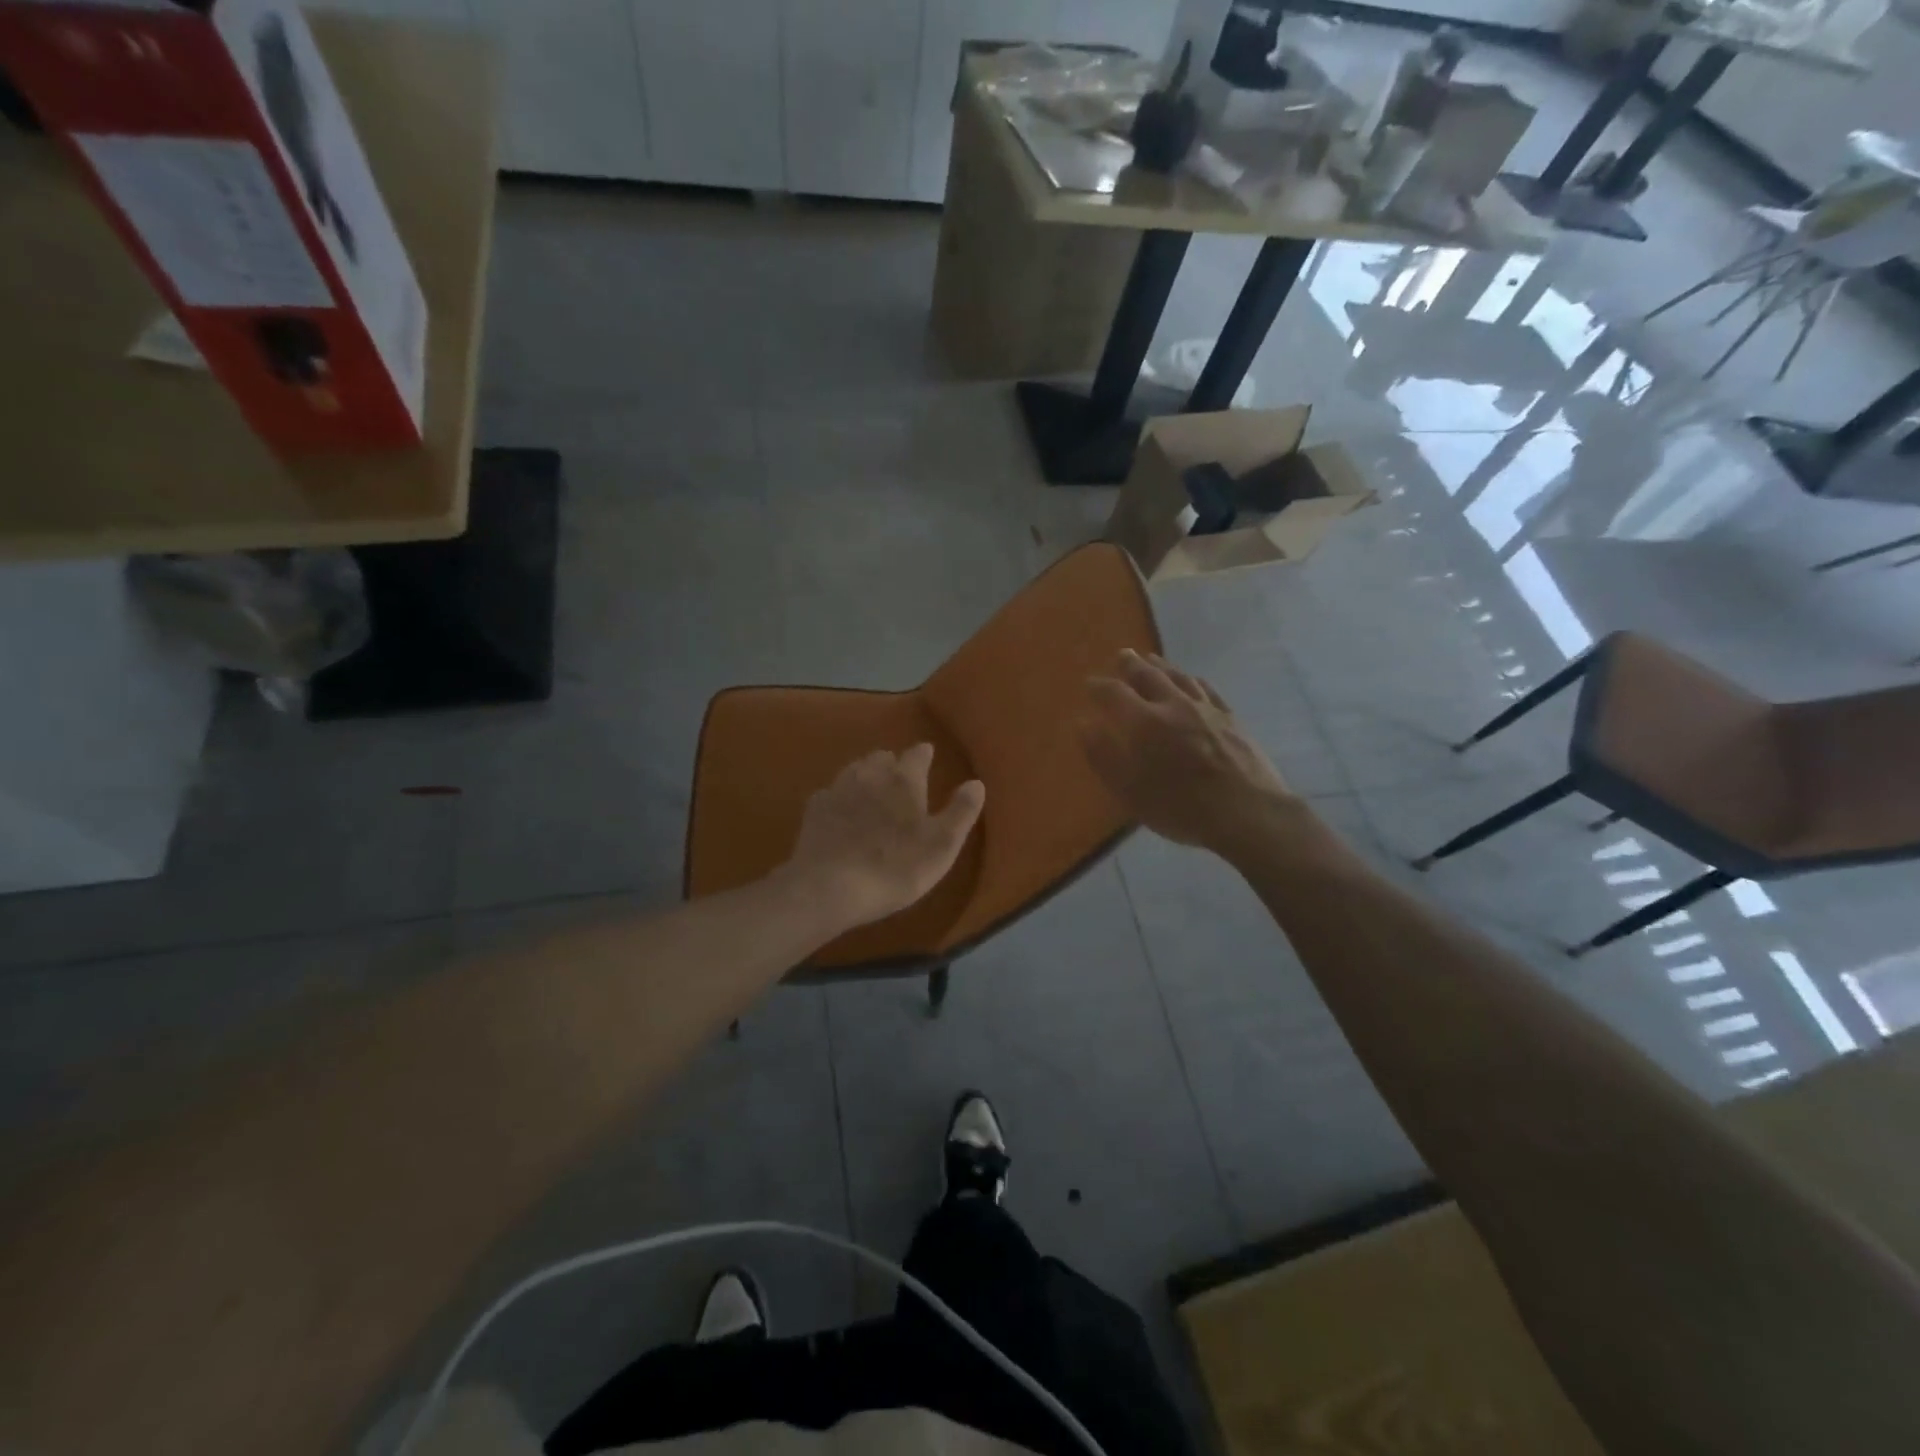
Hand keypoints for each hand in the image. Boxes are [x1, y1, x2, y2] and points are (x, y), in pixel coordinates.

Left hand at [783, 745, 985, 931]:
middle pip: (882, 757)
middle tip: (900, 777)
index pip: (917, 755)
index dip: (924, 754)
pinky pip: (831, 793)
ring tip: (871, 788)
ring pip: (855, 770)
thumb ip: (961, 812)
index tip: (928, 754)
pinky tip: (841, 811)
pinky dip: (840, 797)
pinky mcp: (814, 809)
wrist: (830, 887)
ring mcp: (838, 789)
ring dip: (865, 774)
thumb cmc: (896, 867)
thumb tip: (976, 782)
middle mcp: (870, 775)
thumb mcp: (942, 845)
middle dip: (892, 763)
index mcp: (904, 781)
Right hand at [1079, 650, 1299, 855]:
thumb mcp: (1129, 790)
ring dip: (1161, 666)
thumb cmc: (1180, 807)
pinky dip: (1193, 679)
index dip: (1099, 687)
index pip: (1114, 694)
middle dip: (1131, 665)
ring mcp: (1206, 709)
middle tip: (1122, 656)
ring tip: (1151, 659)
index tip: (1089, 684)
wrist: (1247, 812)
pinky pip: (1207, 688)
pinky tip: (1192, 679)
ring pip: (1179, 677)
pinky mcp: (1231, 718)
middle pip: (1149, 676)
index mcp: (1144, 722)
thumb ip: (1103, 755)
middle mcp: (1173, 705)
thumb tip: (1083, 723)